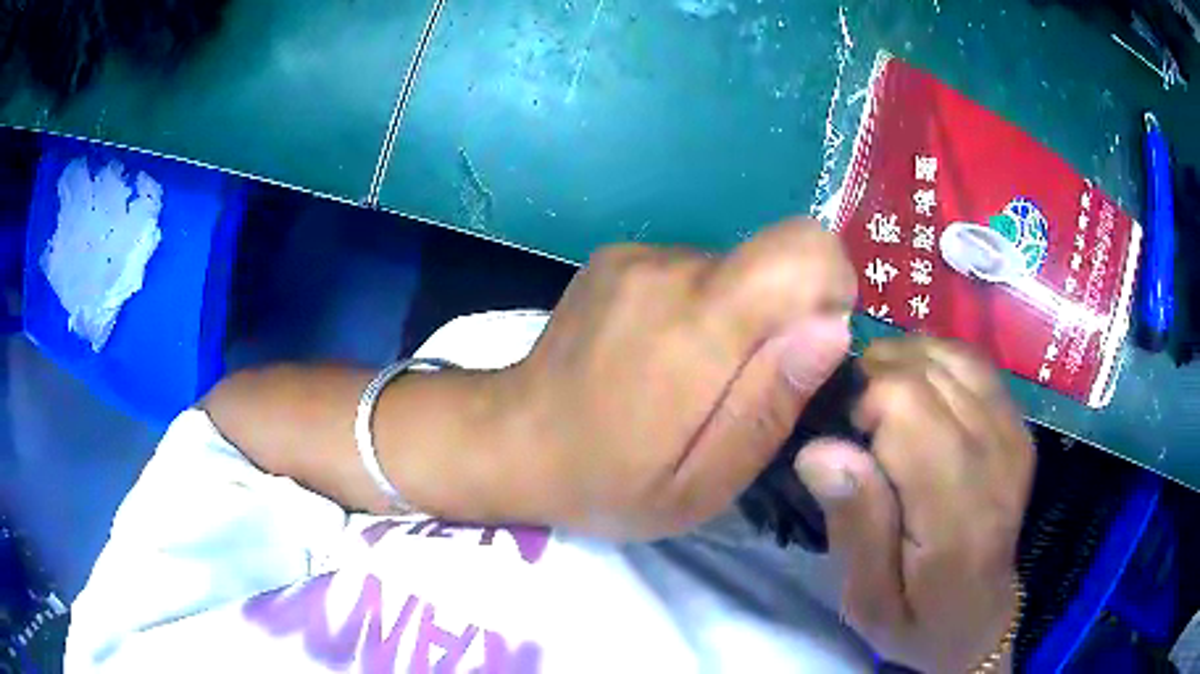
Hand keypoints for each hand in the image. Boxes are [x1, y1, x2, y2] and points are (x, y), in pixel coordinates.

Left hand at [495, 218, 855, 538]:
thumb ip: (771, 402)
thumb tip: (832, 327)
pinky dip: (698, 309)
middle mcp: (668, 268)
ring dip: (734, 320)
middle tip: (735, 389)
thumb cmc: (609, 481)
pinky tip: (658, 355)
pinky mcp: (619, 255)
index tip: (806, 351)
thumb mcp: (703, 481)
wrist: (510, 439)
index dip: (829, 290)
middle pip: (771, 260)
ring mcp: (637, 255)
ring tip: (688, 379)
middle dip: (779, 321)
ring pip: (732, 269)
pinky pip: (693, 270)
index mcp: (697, 325)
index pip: (805, 248)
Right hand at [794, 338, 1034, 672]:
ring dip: (905, 365)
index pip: (908, 406)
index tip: (847, 443)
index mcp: (956, 511)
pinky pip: (972, 363)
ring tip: (882, 403)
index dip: (864, 405)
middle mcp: (995, 458)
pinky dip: (935, 361)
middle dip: (878, 381)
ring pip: (950, 355)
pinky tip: (917, 389)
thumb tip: (819, 449)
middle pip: (928, 372)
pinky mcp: (1017, 424)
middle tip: (858, 425)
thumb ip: (853, 525)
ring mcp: (1013, 434)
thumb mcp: (866, 599)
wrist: (979, 618)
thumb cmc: (916, 618)